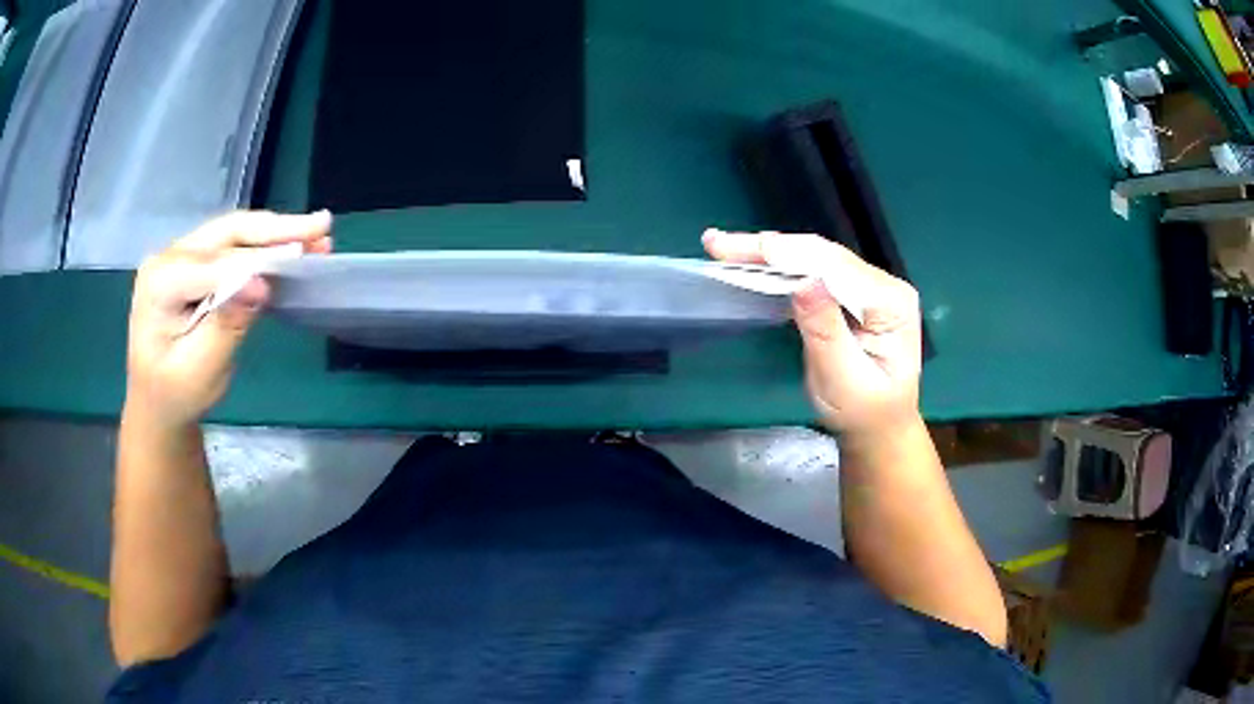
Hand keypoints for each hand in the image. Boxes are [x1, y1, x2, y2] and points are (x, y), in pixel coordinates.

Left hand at [125, 211, 332, 426]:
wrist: (157, 402)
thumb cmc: (176, 394)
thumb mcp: (200, 371)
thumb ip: (226, 326)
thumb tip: (261, 285)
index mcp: (160, 282)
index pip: (215, 265)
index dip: (257, 264)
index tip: (301, 264)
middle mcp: (169, 257)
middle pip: (228, 233)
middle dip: (276, 230)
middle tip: (322, 227)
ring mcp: (181, 255)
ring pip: (234, 234)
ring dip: (276, 235)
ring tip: (318, 235)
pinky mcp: (195, 262)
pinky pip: (233, 246)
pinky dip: (265, 247)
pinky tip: (293, 246)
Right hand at [703, 230, 922, 437]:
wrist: (877, 427)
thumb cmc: (863, 412)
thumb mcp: (843, 379)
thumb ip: (825, 330)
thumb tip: (803, 281)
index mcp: (891, 302)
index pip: (835, 267)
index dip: (788, 255)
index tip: (742, 251)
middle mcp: (882, 284)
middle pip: (822, 255)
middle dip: (770, 248)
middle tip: (717, 244)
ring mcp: (868, 286)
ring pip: (814, 258)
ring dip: (770, 253)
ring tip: (724, 247)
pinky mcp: (850, 293)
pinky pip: (813, 272)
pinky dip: (780, 267)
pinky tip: (752, 261)